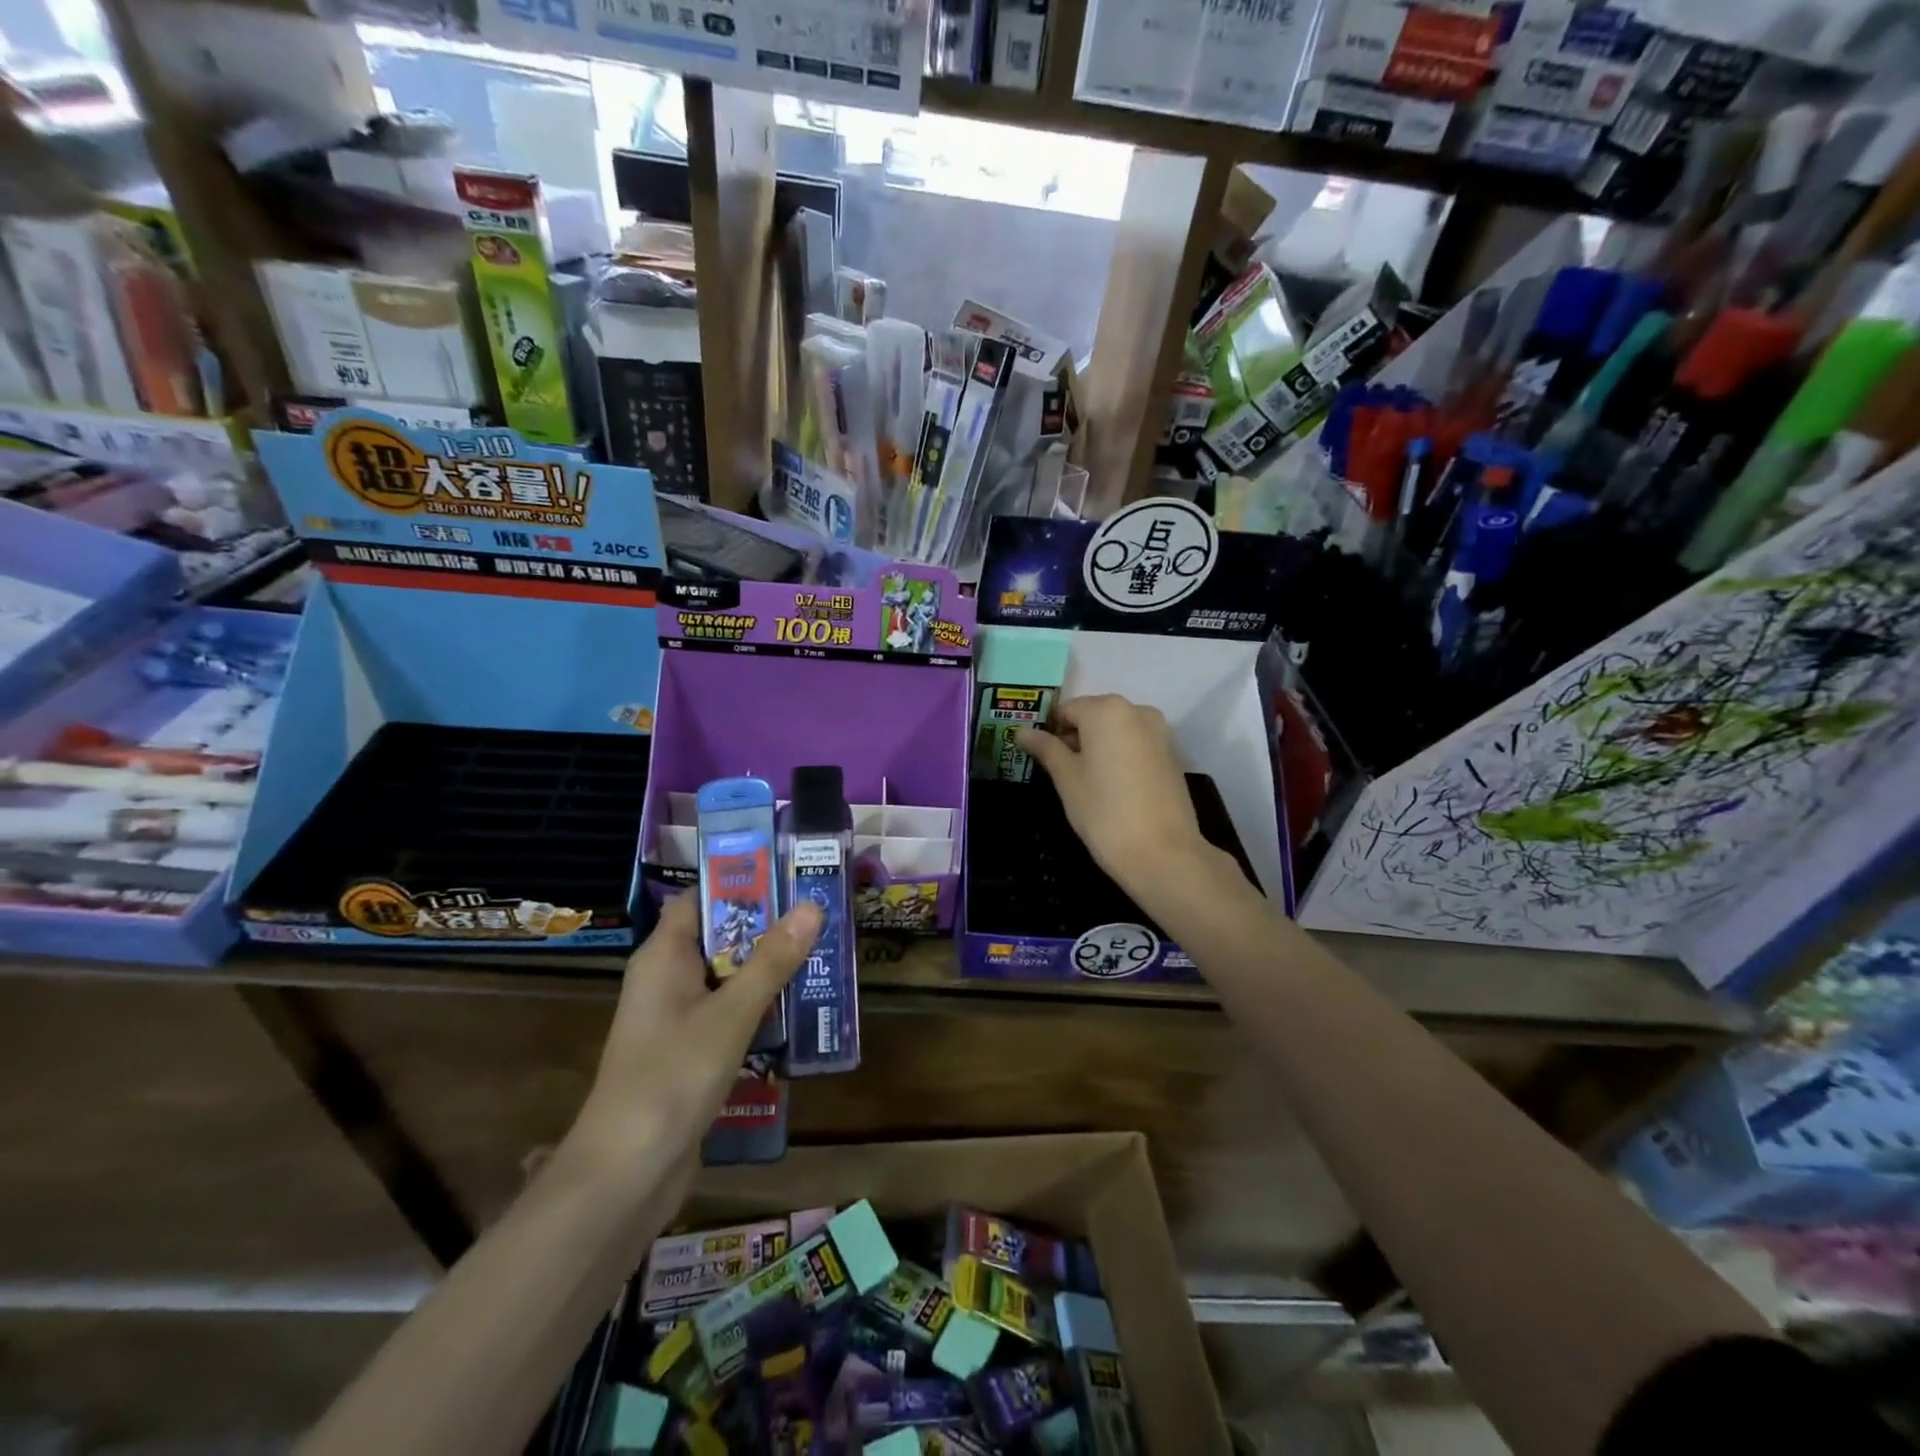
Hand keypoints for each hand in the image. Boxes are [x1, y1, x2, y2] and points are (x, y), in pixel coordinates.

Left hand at [567, 894, 820, 1185]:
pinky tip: (798, 1014)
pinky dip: (758, 1009)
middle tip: (820, 917)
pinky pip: (727, 1015)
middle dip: (767, 929)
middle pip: (719, 937)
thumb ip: (772, 961)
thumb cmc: (672, 1077)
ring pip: (727, 979)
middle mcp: (665, 979)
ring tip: (822, 958)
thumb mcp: (731, 1014)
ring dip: (767, 971)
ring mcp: (674, 1019)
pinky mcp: (687, 1054)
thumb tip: (811, 906)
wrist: (625, 1174)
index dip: (741, 884)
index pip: (701, 899)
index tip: (790, 876)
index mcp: (663, 956)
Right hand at [1016, 694, 1221, 899]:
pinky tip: (1111, 788)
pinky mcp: (1171, 755)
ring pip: (1115, 732)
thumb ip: (1045, 748)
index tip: (1039, 757)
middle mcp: (1136, 711)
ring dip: (1096, 749)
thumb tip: (1023, 732)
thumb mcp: (1066, 778)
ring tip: (1084, 783)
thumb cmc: (1103, 811)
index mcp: (1106, 709)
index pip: (1065, 710)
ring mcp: (1159, 732)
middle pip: (1093, 717)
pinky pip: (1134, 746)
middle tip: (1058, 773)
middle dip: (1074, 739)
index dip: (1048, 732)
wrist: (1161, 853)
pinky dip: (1118, 758)